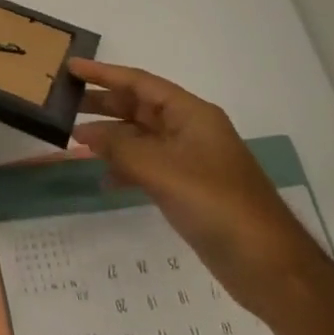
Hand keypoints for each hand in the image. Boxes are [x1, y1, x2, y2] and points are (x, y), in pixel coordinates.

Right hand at [70, 59, 323, 320]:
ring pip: (140, 138)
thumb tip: (85, 133)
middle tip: (64, 104)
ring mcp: (189, 161)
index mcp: (191, 114)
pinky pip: (146, 167)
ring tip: (75, 141)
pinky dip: (124, 169)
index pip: (140, 83)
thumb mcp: (162, 170)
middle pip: (139, 107)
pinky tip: (103, 180)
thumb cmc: (218, 204)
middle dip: (103, 105)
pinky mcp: (187, 189)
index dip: (105, 74)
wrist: (269, 266)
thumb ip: (119, 147)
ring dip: (110, 138)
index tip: (71, 68)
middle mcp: (189, 131)